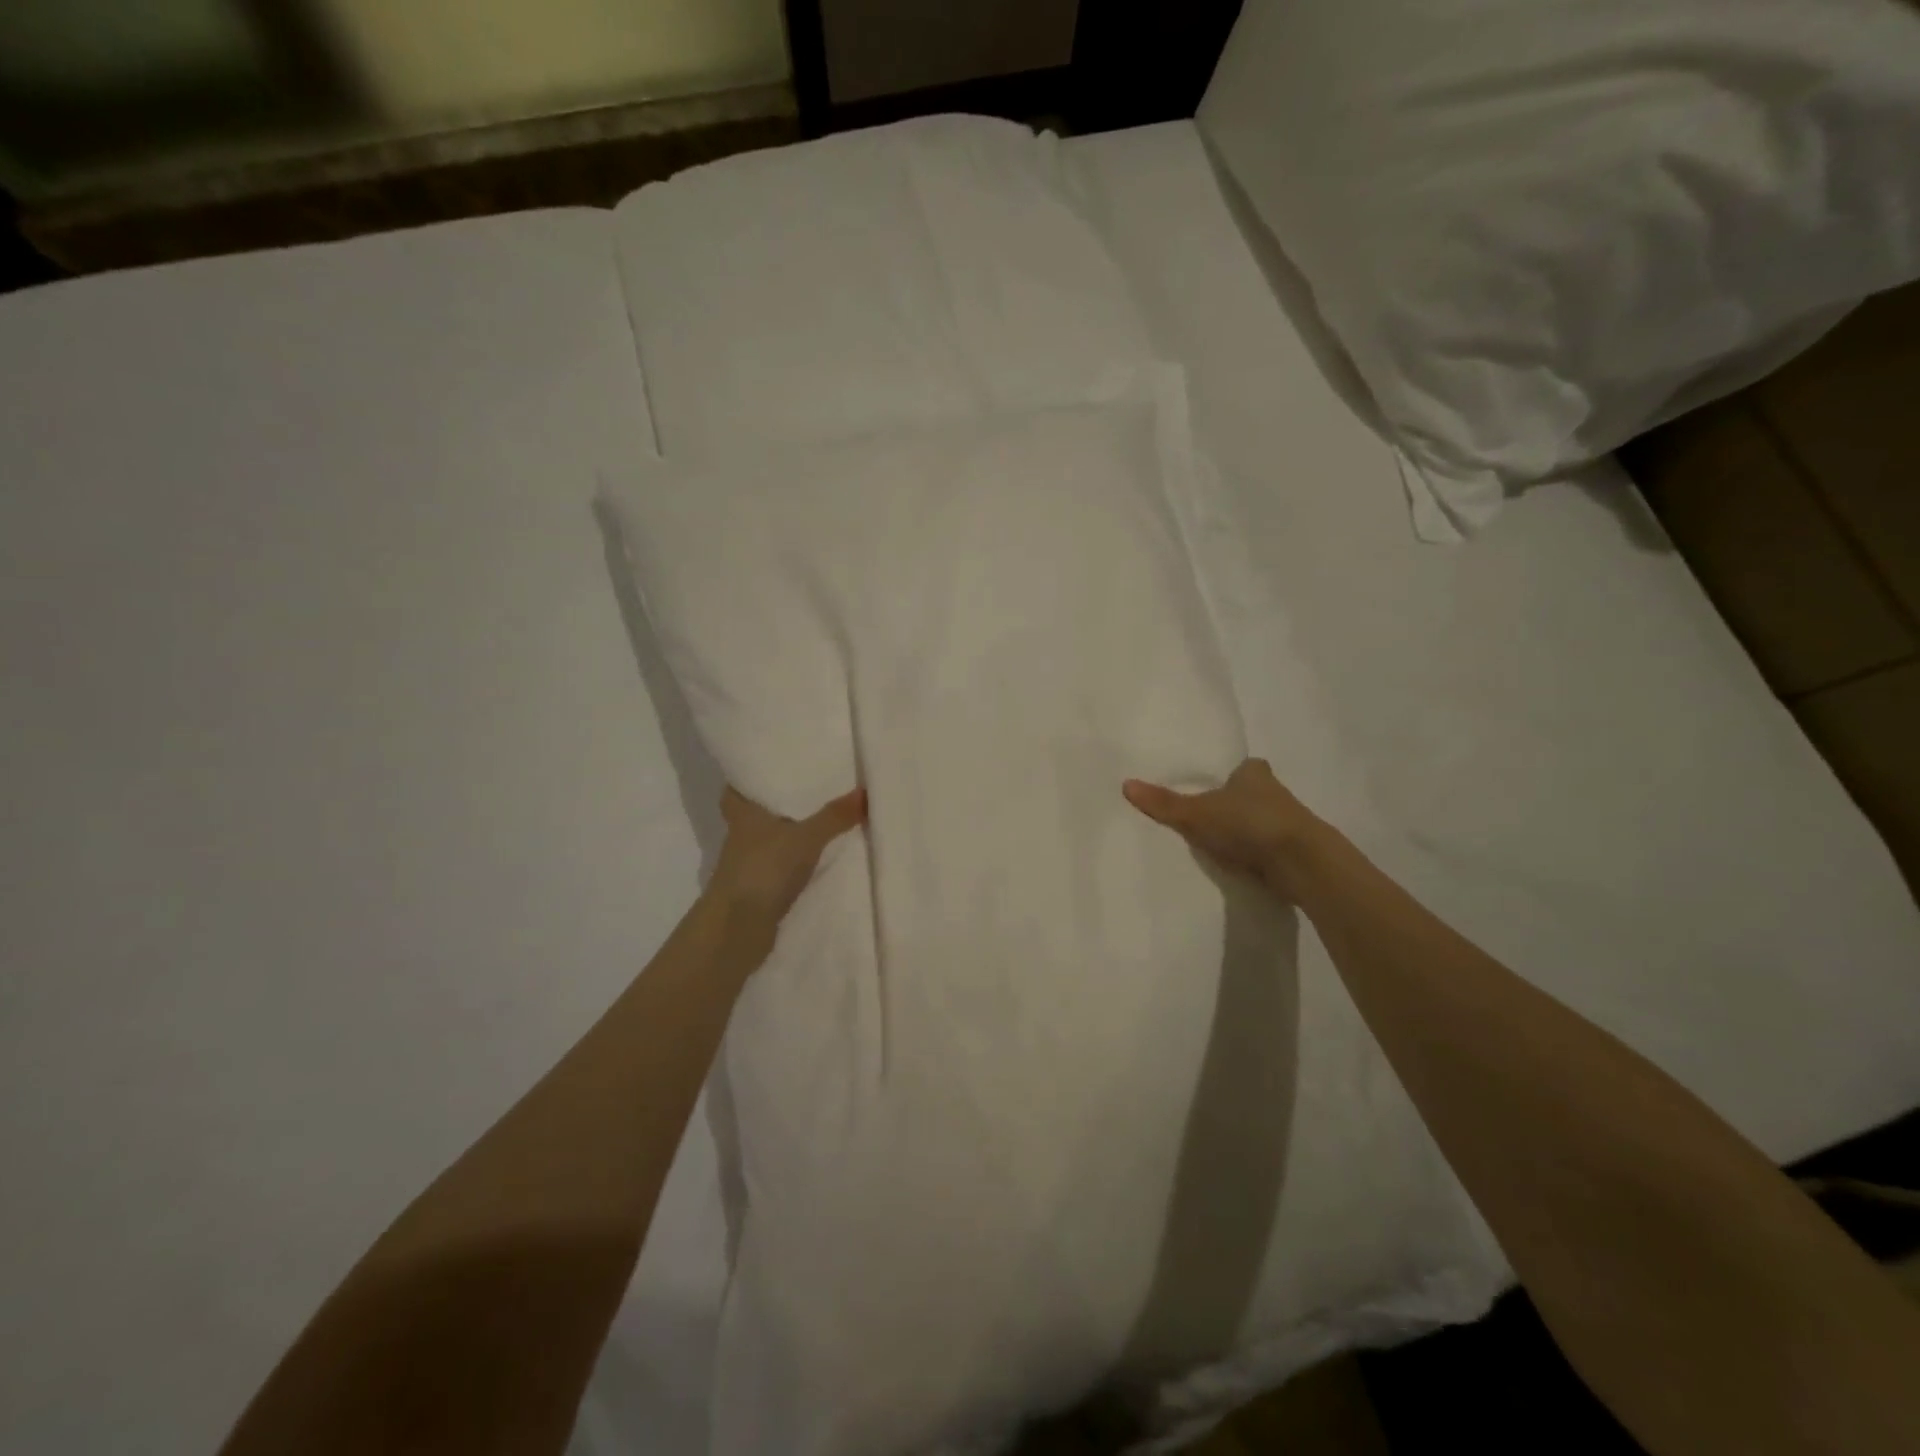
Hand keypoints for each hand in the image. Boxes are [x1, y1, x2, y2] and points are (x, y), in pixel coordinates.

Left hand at [706, 785, 866, 929]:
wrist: (738, 929)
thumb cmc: (763, 869)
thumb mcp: (805, 838)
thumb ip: (834, 817)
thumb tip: (865, 791)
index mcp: (743, 815)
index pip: (735, 790)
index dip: (746, 780)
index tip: (766, 769)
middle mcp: (741, 838)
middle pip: (753, 816)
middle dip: (774, 806)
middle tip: (805, 790)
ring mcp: (748, 867)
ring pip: (767, 842)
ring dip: (786, 836)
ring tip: (820, 821)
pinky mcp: (758, 891)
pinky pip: (779, 868)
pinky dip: (793, 864)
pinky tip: (817, 861)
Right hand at [1123, 758, 1321, 894]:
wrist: (1301, 862)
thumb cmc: (1250, 823)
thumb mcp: (1197, 813)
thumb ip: (1164, 802)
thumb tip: (1126, 784)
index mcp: (1254, 773)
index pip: (1242, 767)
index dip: (1228, 775)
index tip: (1210, 786)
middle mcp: (1275, 792)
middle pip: (1249, 794)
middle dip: (1233, 803)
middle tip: (1205, 814)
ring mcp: (1287, 823)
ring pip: (1259, 821)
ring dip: (1244, 830)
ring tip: (1214, 842)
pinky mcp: (1293, 851)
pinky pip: (1265, 847)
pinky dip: (1253, 853)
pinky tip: (1236, 863)